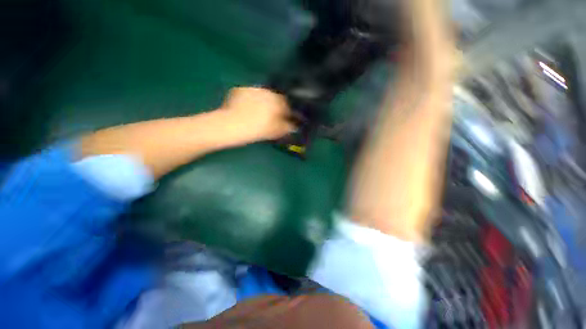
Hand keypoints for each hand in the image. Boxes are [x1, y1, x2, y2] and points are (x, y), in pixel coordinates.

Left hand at [220, 87, 295, 142]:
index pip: (286, 105)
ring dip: (262, 102)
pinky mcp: (240, 90)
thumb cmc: (257, 130)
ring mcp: (252, 89)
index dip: (286, 113)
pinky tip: (245, 110)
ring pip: (262, 95)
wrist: (232, 125)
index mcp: (277, 101)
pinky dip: (250, 101)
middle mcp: (267, 92)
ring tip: (256, 113)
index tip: (283, 120)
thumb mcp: (276, 131)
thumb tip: (294, 126)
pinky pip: (249, 95)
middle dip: (274, 107)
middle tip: (269, 117)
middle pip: (274, 99)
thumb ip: (287, 127)